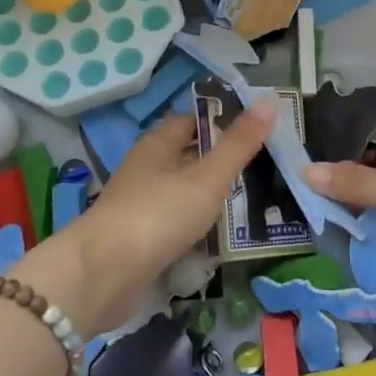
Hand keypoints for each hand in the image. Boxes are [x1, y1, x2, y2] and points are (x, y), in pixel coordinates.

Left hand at [49, 98, 274, 333]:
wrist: (104, 275)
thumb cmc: (159, 213)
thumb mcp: (207, 176)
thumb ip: (239, 143)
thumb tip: (270, 100)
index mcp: (159, 143)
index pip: (194, 120)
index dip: (224, 121)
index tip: (260, 130)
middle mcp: (148, 168)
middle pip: (190, 157)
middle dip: (223, 162)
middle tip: (267, 168)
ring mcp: (142, 205)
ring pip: (185, 193)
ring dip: (213, 199)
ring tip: (256, 204)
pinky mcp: (142, 240)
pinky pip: (178, 226)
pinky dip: (199, 230)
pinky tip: (224, 241)